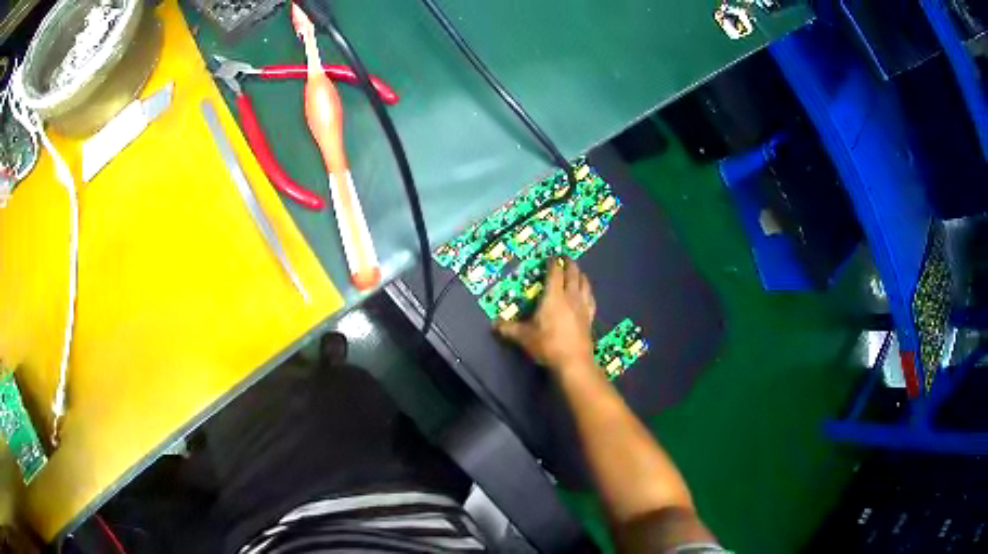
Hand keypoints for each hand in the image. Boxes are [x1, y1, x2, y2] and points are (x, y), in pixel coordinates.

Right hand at [496, 257, 596, 372]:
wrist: (573, 361)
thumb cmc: (547, 345)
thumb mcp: (524, 337)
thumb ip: (509, 329)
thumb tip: (494, 324)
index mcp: (553, 296)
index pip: (555, 273)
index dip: (553, 263)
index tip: (551, 256)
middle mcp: (570, 297)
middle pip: (573, 274)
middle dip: (569, 264)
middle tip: (566, 258)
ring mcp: (583, 307)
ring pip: (584, 284)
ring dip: (581, 275)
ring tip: (578, 272)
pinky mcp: (590, 318)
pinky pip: (591, 299)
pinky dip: (588, 292)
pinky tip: (588, 294)